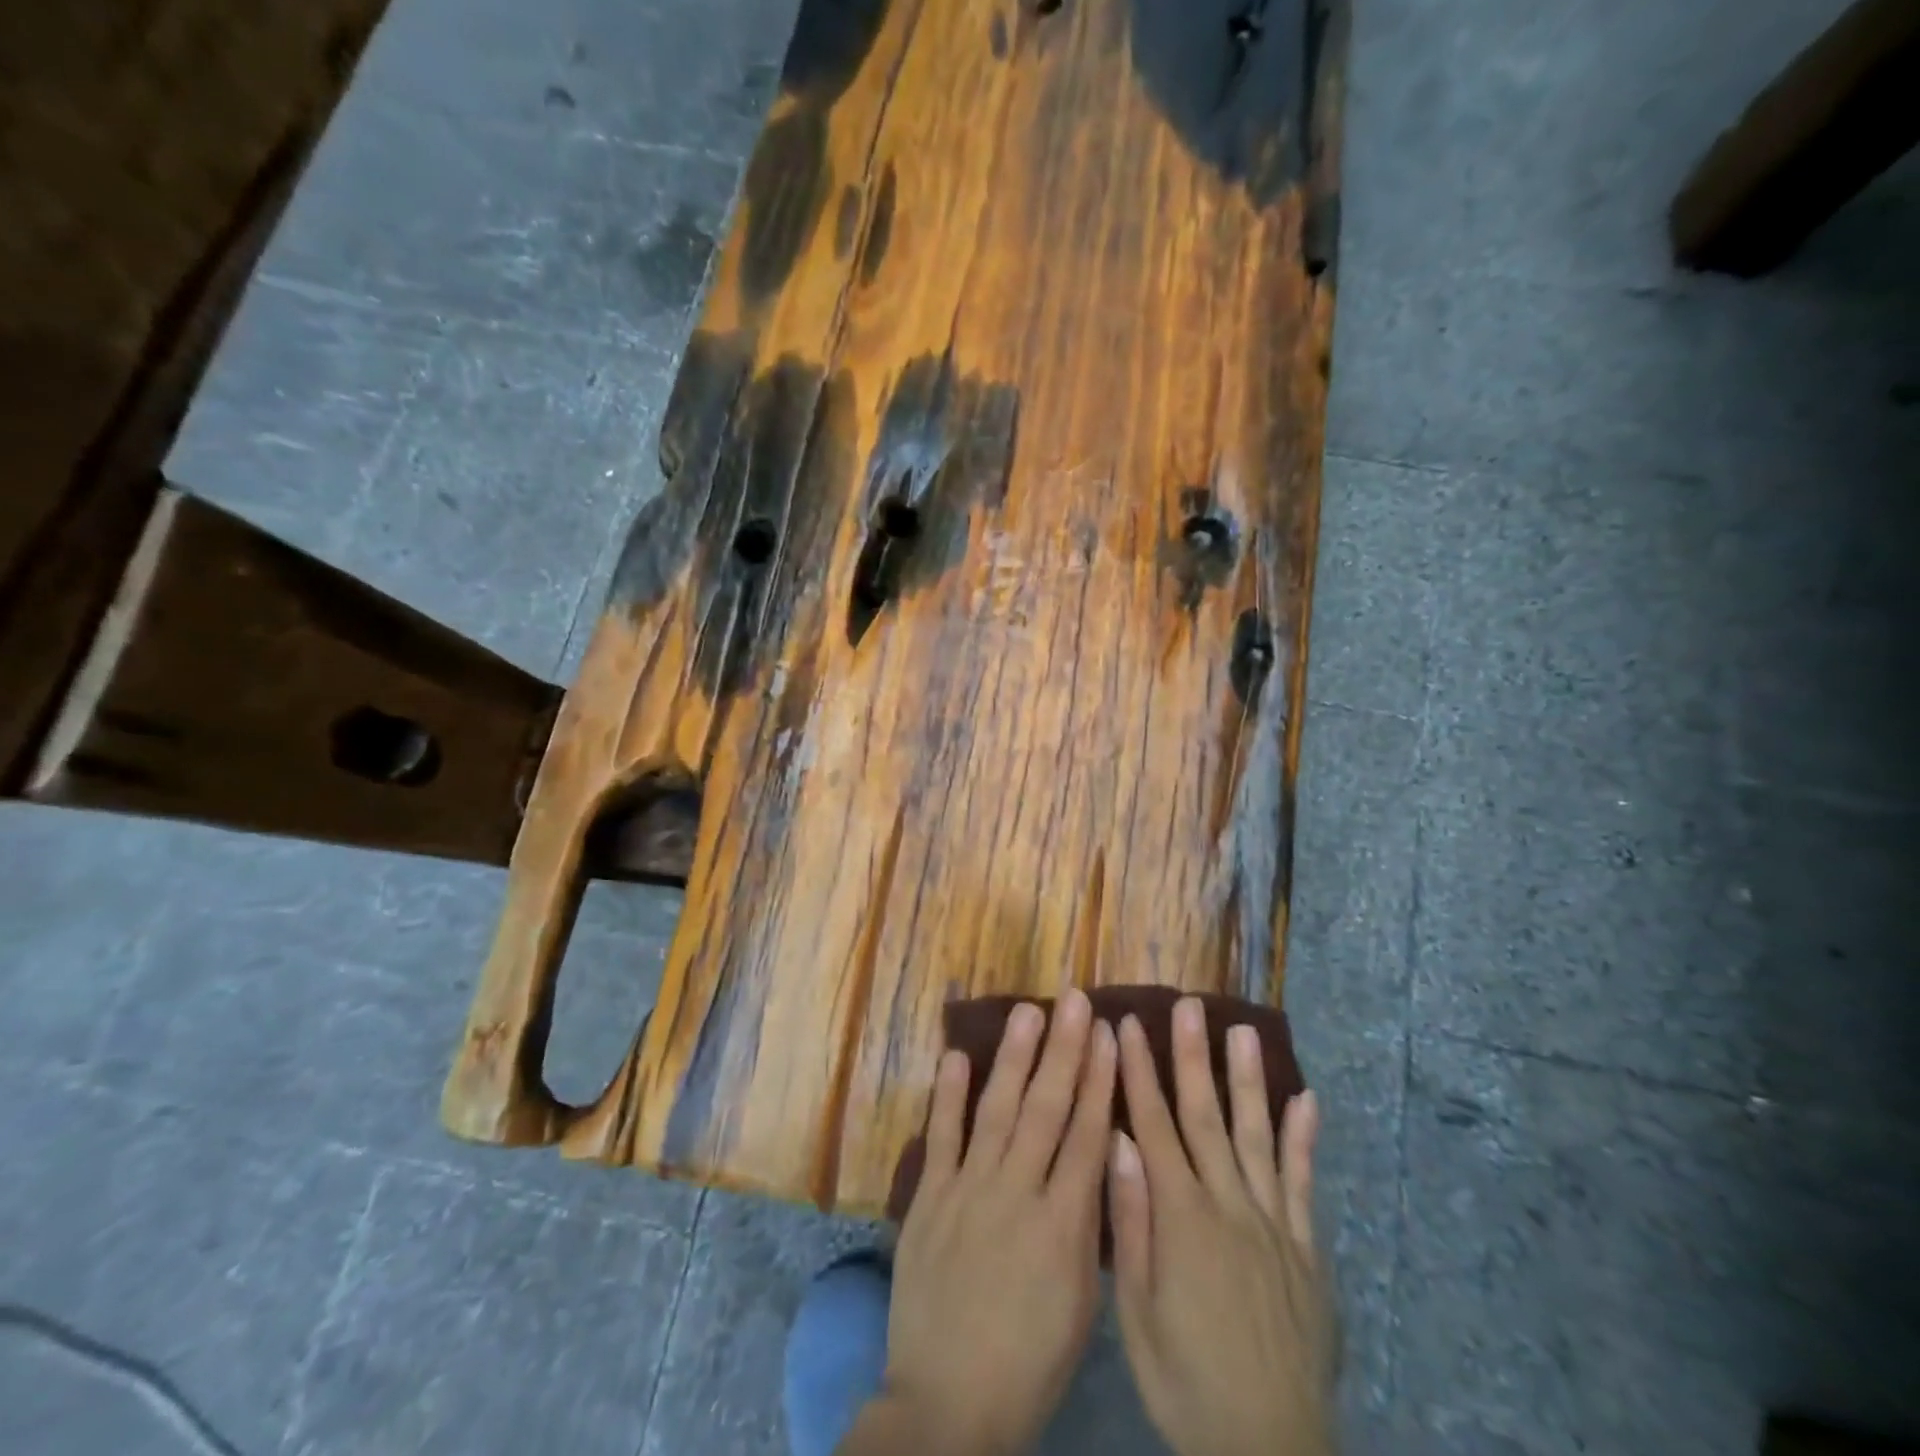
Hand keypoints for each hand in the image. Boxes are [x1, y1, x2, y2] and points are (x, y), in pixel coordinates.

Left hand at [841, 990, 1116, 1455]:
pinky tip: (956, 1054)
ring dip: (1013, 1057)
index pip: (1087, 1134)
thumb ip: (1091, 1224)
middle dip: (1064, 1049)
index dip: (1099, 1079)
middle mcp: (1016, 1193)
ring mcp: (968, 1190)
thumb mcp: (1082, 1302)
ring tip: (1029, 1011)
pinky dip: (948, 1094)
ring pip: (996, 1110)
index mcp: (1063, 1225)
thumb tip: (1103, 1154)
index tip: (1108, 1033)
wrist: (947, 1404)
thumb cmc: (1030, 1359)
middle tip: (1075, 1000)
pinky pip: (941, 1136)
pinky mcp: (929, 1198)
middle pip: (1046, 1108)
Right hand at [1108, 998, 1337, 1455]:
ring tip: (1241, 1030)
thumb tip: (1118, 1139)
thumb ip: (1131, 1220)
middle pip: (1205, 1115)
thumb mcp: (1138, 1311)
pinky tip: (1306, 1099)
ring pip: (1256, 1135)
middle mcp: (1228, 1204)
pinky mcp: (1306, 1250)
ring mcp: (1273, 1224)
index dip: (1138, 1070)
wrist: (1270, 1449)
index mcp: (1181, 1216)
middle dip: (1191, 1055)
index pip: (1153, 1124)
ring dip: (1247, 1080)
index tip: (1126, 1024)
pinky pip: (1304, 1184)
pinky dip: (1305, 1139)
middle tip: (1187, 1005)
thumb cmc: (1185, 1380)